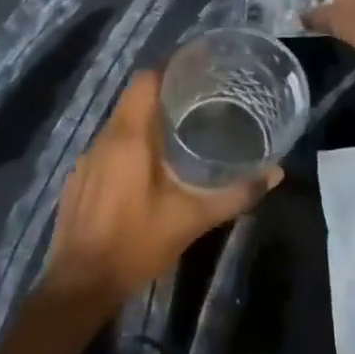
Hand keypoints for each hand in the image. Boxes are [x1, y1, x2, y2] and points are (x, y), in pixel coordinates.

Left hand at [42, 70, 278, 307]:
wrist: (79, 286)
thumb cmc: (136, 244)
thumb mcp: (191, 220)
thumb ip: (234, 194)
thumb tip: (275, 173)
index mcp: (129, 135)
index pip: (146, 79)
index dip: (170, 67)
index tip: (198, 67)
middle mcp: (105, 137)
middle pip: (134, 97)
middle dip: (164, 91)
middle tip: (199, 97)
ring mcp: (87, 158)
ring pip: (120, 121)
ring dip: (146, 118)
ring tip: (179, 127)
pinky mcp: (79, 178)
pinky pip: (108, 144)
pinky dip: (129, 143)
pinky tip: (146, 165)